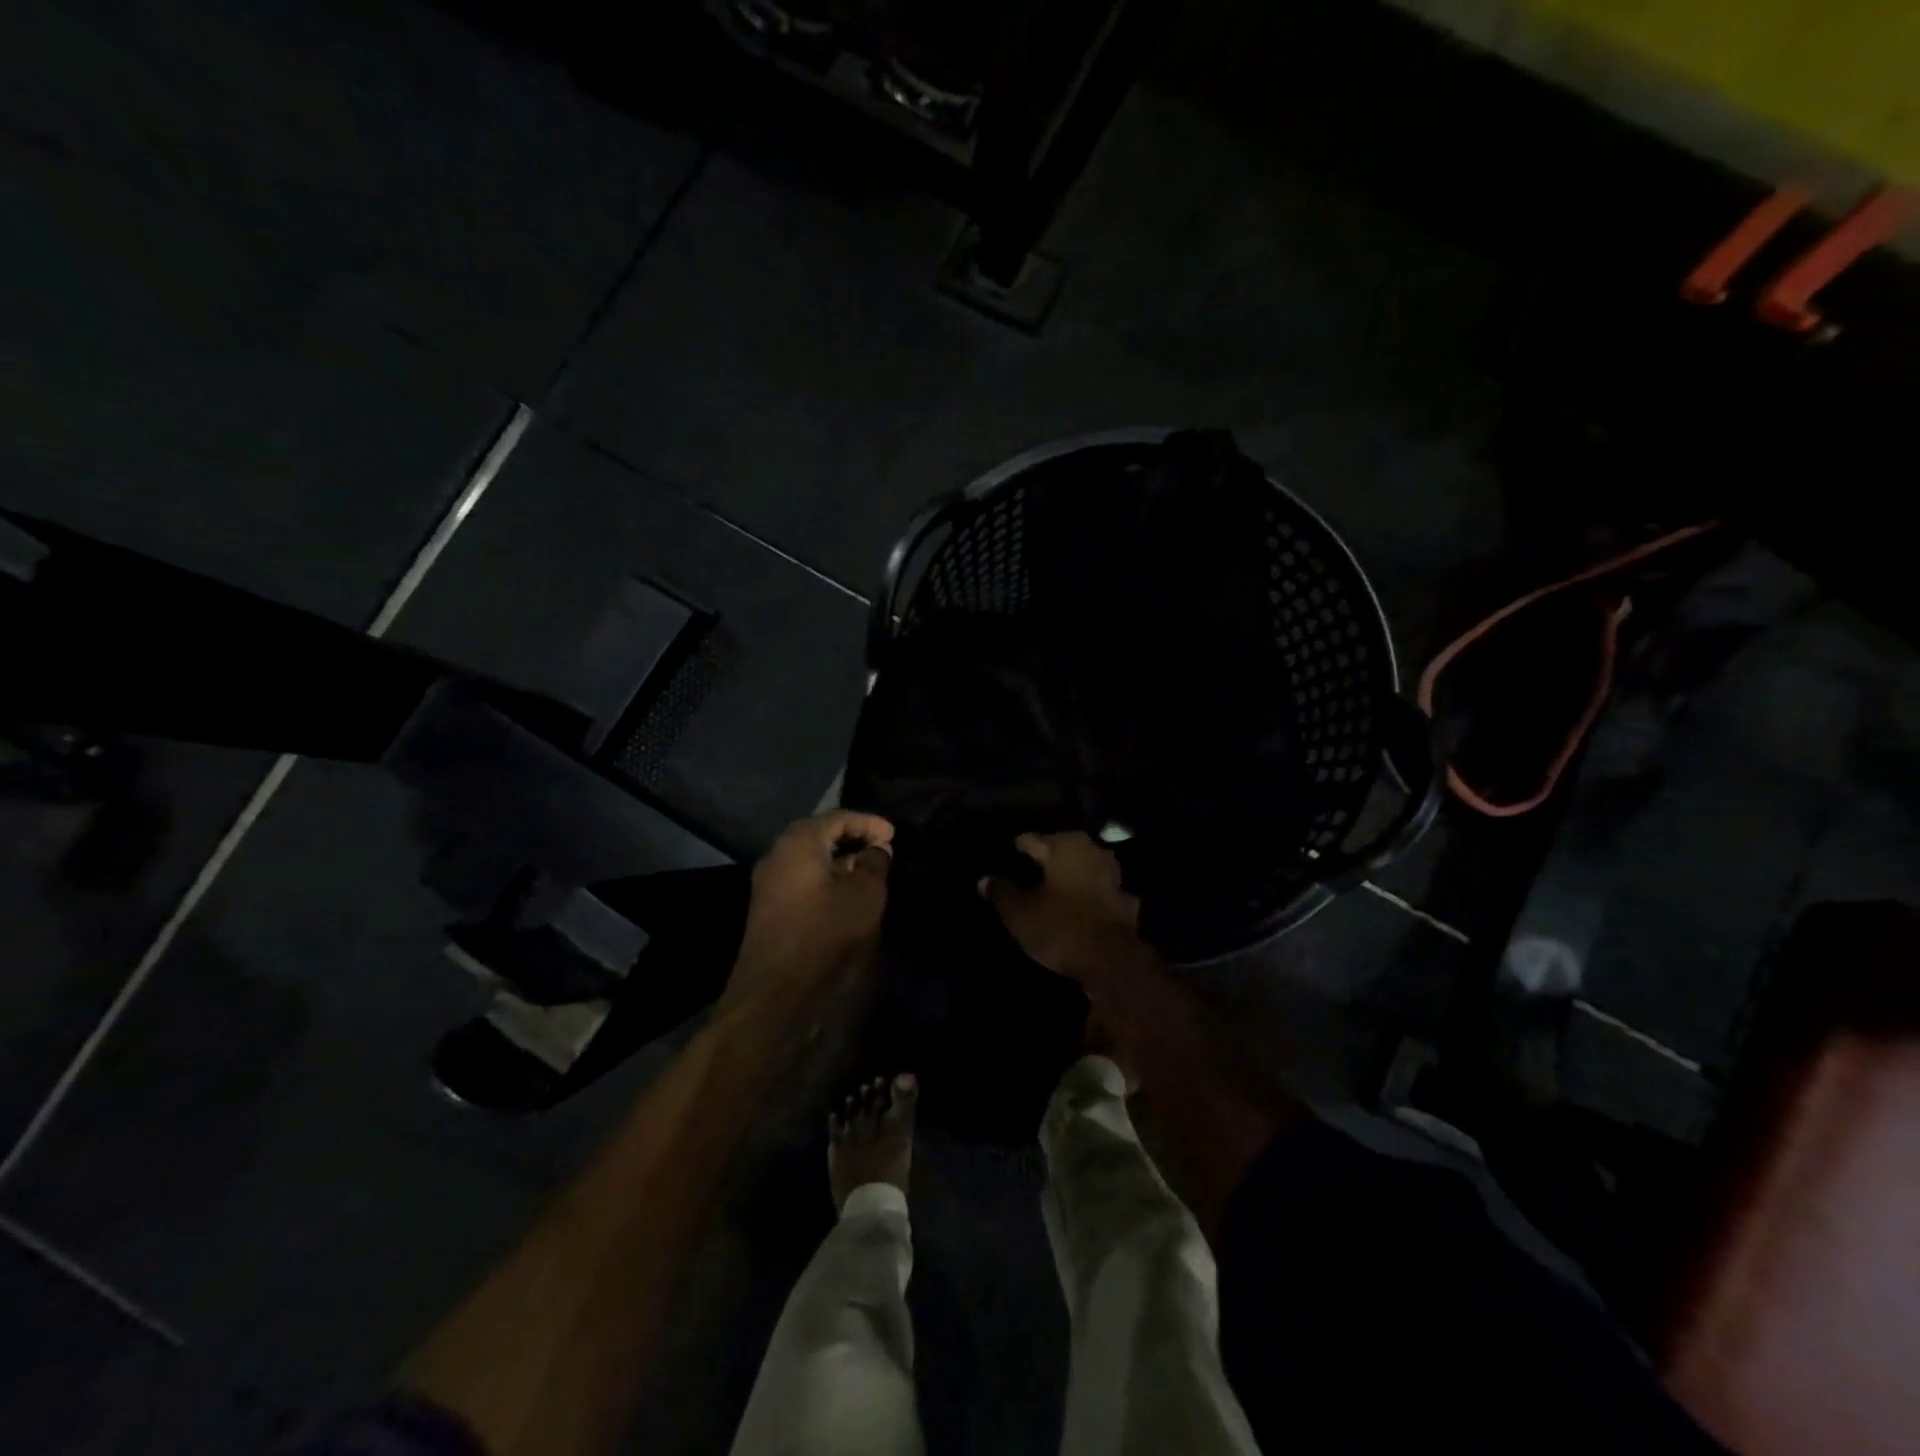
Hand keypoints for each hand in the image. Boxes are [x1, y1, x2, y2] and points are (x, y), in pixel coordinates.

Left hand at [725, 810, 894, 1009]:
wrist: (774, 993)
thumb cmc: (824, 935)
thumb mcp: (864, 896)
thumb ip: (874, 864)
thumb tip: (876, 848)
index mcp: (799, 842)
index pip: (838, 818)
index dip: (869, 823)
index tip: (894, 835)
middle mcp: (778, 854)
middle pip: (820, 834)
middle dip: (853, 838)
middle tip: (882, 848)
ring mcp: (768, 882)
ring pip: (810, 858)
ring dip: (840, 860)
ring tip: (869, 871)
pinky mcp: (768, 907)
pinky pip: (802, 878)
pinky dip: (826, 877)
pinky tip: (846, 893)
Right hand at [978, 831, 1140, 978]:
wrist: (1112, 961)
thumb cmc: (1059, 926)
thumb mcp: (1019, 912)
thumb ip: (1002, 892)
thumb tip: (984, 879)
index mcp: (1064, 846)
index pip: (1033, 839)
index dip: (1018, 848)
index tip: (1007, 854)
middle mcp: (1092, 852)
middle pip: (1062, 850)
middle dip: (1046, 859)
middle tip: (1027, 870)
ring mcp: (1113, 876)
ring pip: (1084, 869)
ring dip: (1070, 877)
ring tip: (1052, 888)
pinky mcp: (1125, 902)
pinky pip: (1099, 893)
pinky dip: (1088, 898)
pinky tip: (1078, 908)